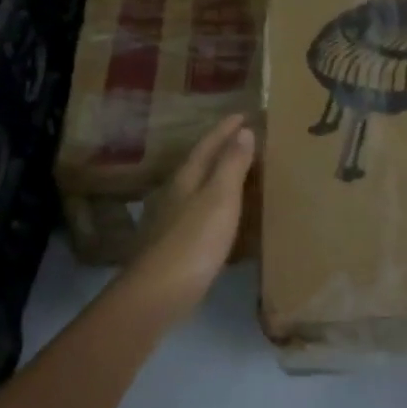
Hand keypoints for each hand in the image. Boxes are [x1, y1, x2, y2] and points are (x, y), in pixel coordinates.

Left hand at [119, 113, 257, 319]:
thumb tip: (243, 131)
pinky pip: (204, 214)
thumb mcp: (219, 198)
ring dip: (220, 178)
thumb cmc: (194, 241)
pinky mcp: (178, 246)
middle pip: (201, 165)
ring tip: (243, 174)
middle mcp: (176, 194)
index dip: (226, 129)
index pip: (208, 145)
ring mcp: (174, 221)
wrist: (160, 293)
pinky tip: (228, 218)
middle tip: (247, 139)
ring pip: (200, 190)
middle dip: (222, 150)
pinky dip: (220, 207)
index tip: (244, 114)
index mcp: (187, 179)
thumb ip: (231, 165)